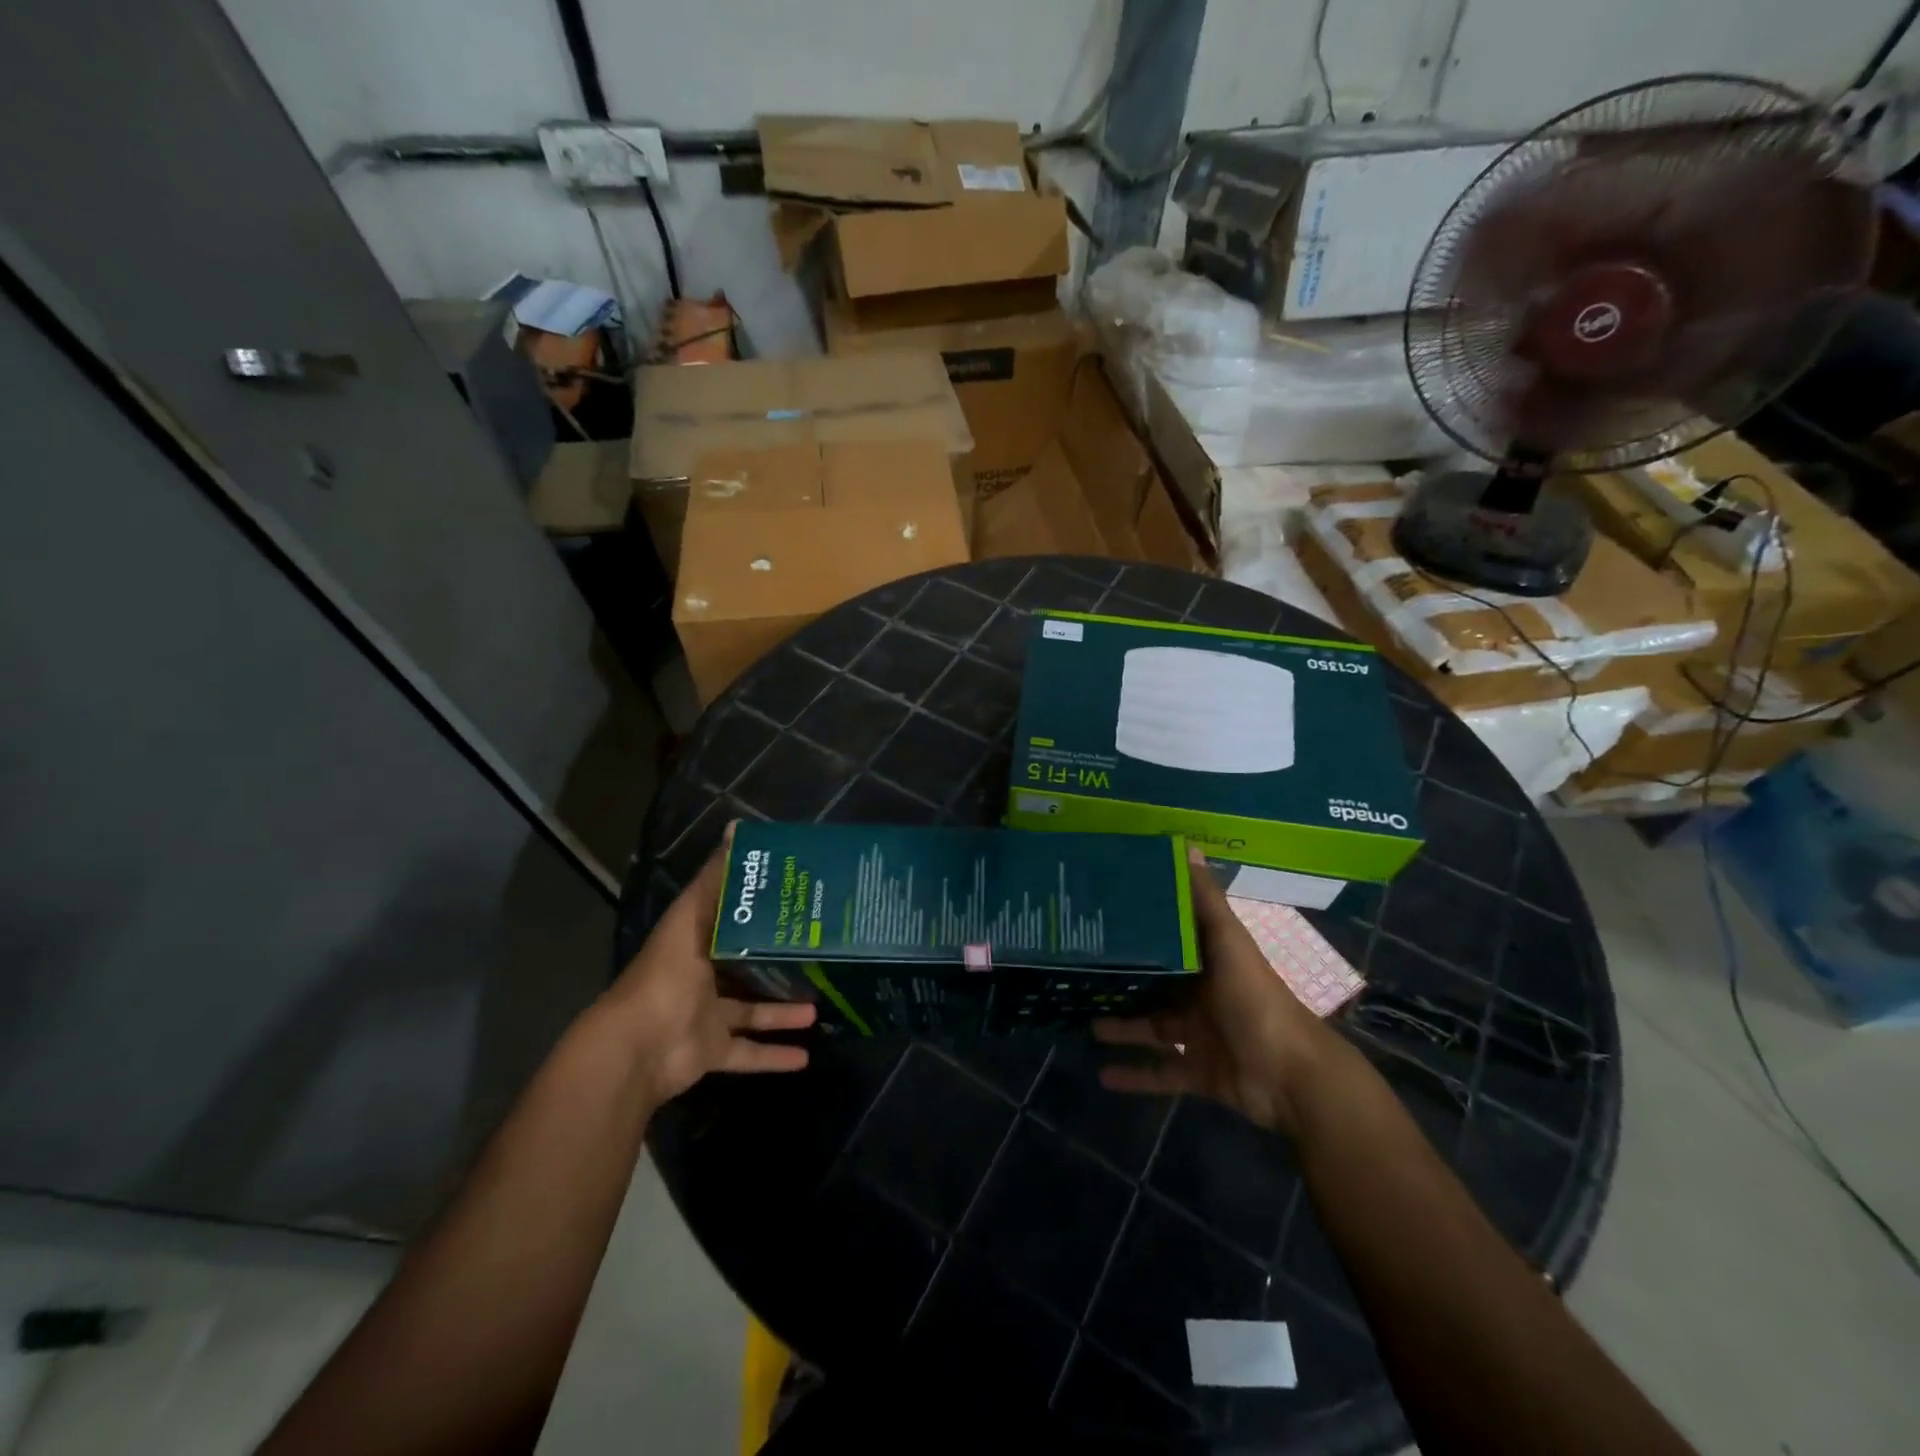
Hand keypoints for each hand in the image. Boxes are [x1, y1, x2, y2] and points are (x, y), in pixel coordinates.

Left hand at [602, 829, 816, 1105]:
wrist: (636, 1049)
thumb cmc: (666, 976)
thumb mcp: (691, 920)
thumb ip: (714, 881)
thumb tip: (735, 828)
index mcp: (695, 942)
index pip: (730, 919)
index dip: (759, 909)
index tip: (795, 899)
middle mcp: (702, 976)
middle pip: (745, 966)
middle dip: (777, 962)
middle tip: (817, 954)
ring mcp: (707, 1016)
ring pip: (753, 1011)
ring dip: (784, 1010)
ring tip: (821, 1006)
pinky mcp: (713, 1051)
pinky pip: (749, 1054)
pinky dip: (774, 1056)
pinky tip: (806, 1058)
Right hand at [1094, 847, 1339, 1137]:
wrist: (1292, 1077)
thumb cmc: (1255, 1002)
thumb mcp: (1229, 944)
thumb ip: (1206, 902)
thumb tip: (1187, 845)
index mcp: (1210, 961)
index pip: (1170, 939)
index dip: (1140, 929)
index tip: (1102, 919)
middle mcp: (1203, 994)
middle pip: (1156, 984)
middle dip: (1122, 980)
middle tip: (1080, 973)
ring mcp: (1202, 1036)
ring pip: (1152, 1027)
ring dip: (1121, 1025)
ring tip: (1082, 1021)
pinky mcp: (1200, 1072)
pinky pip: (1161, 1072)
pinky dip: (1135, 1075)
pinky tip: (1103, 1075)